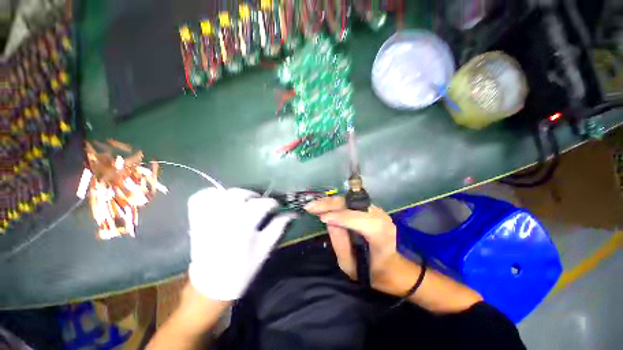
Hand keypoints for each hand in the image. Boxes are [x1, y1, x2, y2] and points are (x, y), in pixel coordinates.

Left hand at [187, 188, 295, 300]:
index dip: (272, 203)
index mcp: (242, 227)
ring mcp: (207, 218)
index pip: (260, 205)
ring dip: (235, 194)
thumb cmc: (241, 270)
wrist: (211, 286)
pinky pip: (200, 198)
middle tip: (259, 204)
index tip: (276, 206)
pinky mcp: (197, 220)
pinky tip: (221, 199)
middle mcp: (223, 219)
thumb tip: (290, 214)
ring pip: (221, 193)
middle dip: (253, 196)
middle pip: (240, 194)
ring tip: (242, 202)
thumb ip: (277, 228)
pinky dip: (211, 194)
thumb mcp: (264, 250)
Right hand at [305, 196, 407, 294]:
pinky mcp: (371, 209)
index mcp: (380, 233)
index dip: (339, 217)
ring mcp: (377, 210)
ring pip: (350, 200)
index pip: (358, 219)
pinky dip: (336, 204)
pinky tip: (324, 206)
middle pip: (352, 204)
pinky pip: (351, 203)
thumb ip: (339, 243)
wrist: (390, 267)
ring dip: (331, 202)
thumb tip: (328, 220)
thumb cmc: (370, 271)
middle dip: (330, 204)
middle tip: (311, 207)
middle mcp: (381, 217)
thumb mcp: (350, 265)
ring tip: (314, 206)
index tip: (321, 218)